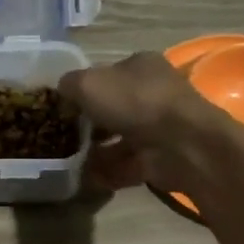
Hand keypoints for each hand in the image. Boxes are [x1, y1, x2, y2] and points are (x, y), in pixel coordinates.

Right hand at [58, 53, 228, 195]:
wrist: (181, 144)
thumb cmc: (135, 102)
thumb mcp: (89, 83)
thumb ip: (69, 85)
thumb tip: (62, 92)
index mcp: (141, 65)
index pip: (107, 74)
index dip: (83, 89)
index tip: (62, 107)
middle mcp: (153, 92)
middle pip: (113, 108)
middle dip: (89, 123)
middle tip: (63, 136)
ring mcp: (160, 127)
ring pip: (120, 138)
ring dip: (97, 150)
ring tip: (70, 161)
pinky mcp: (161, 157)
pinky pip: (128, 164)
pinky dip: (109, 172)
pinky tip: (87, 179)